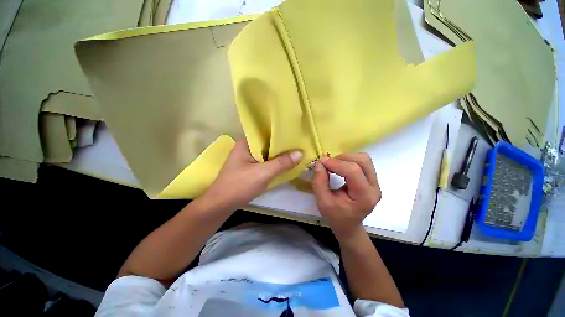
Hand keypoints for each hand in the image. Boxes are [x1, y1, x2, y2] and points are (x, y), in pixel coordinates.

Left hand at [201, 139, 302, 211]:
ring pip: (267, 153)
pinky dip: (274, 162)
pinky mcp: (250, 167)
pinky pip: (265, 161)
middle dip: (282, 145)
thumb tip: (301, 152)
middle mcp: (246, 147)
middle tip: (300, 143)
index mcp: (246, 142)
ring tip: (296, 151)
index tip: (296, 134)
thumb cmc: (239, 186)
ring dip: (279, 154)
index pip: (266, 132)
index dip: (281, 133)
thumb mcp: (263, 173)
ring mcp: (248, 158)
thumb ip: (281, 163)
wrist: (221, 205)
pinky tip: (285, 163)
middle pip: (268, 143)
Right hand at [312, 153, 380, 241]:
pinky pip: (362, 163)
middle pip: (363, 160)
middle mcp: (374, 188)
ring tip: (334, 165)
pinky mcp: (372, 180)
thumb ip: (319, 181)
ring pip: (364, 159)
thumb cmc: (335, 216)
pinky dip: (349, 161)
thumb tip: (320, 162)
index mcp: (364, 197)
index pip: (353, 171)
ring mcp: (375, 183)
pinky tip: (340, 168)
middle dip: (343, 158)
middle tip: (329, 164)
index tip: (322, 162)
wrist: (348, 226)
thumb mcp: (322, 202)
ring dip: (346, 158)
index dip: (336, 163)